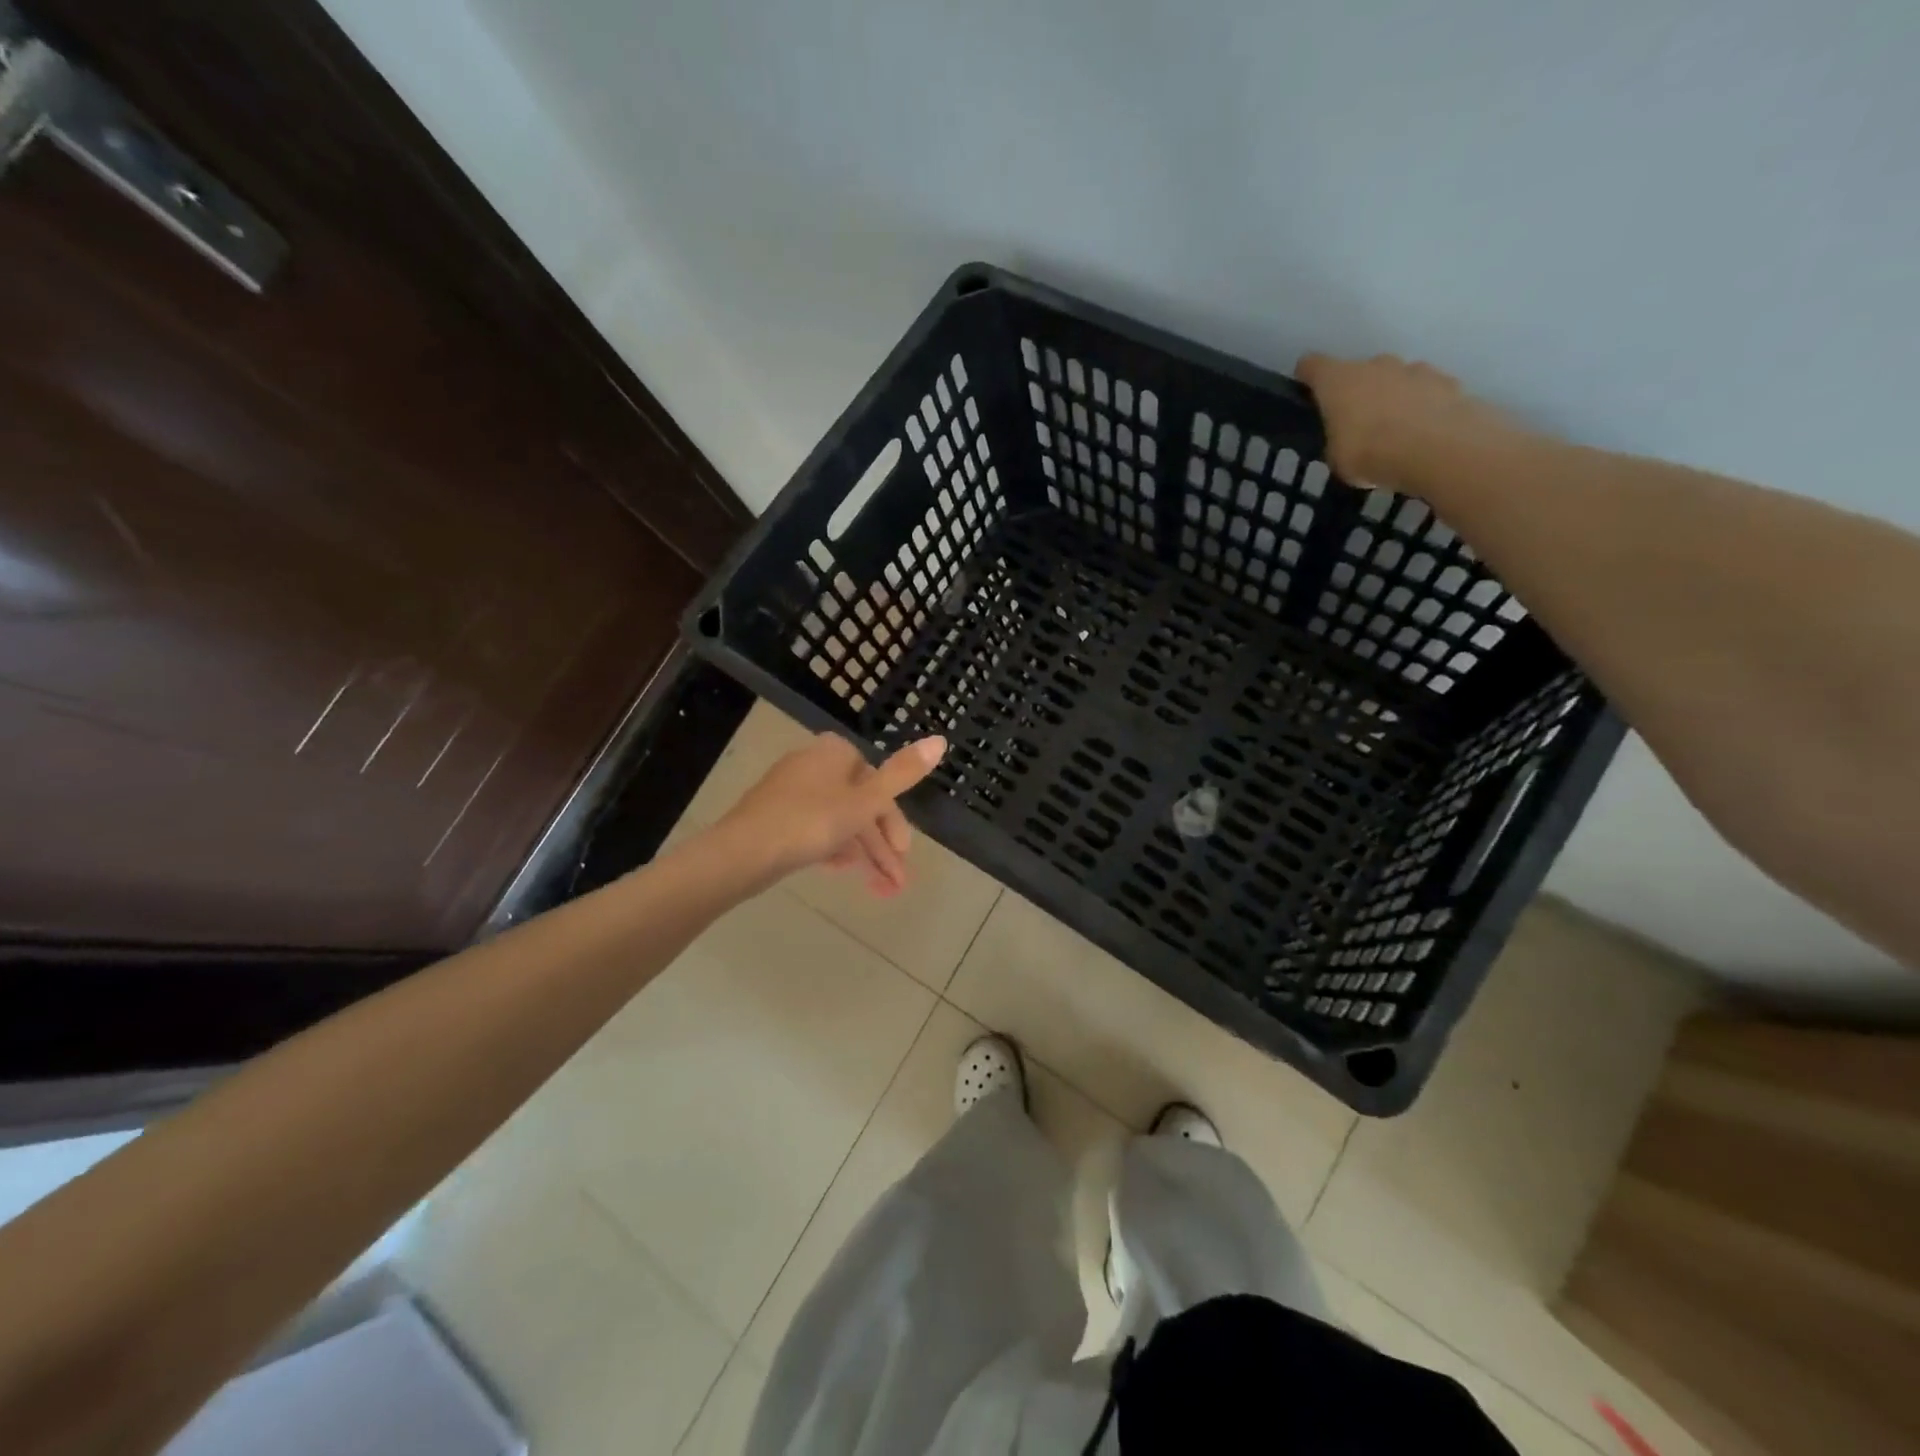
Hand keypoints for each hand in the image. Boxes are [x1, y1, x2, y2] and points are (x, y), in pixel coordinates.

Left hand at [711, 732, 946, 895]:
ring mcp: (790, 790)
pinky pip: (815, 828)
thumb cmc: (809, 823)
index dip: (894, 823)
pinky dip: (833, 848)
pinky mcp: (774, 815)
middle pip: (859, 805)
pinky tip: (839, 871)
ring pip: (838, 820)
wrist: (741, 853)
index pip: (878, 785)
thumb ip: (902, 774)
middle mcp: (813, 763)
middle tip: (894, 884)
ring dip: (861, 853)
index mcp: (836, 753)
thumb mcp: (864, 802)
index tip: (902, 856)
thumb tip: (940, 740)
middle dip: (880, 846)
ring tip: (874, 888)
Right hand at [1295, 353, 1519, 490]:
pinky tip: (1423, 434)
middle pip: (1359, 371)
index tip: (1306, 391)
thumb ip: (1337, 440)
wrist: (1440, 449)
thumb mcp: (1336, 458)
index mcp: (1339, 380)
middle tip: (1355, 423)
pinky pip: (1426, 392)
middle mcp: (1375, 365)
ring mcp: (1415, 369)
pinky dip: (1421, 408)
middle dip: (1356, 392)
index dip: (1307, 376)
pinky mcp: (1448, 382)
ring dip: (1391, 397)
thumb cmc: (1371, 452)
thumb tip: (1346, 436)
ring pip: (1395, 379)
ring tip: (1394, 432)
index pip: (1312, 365)